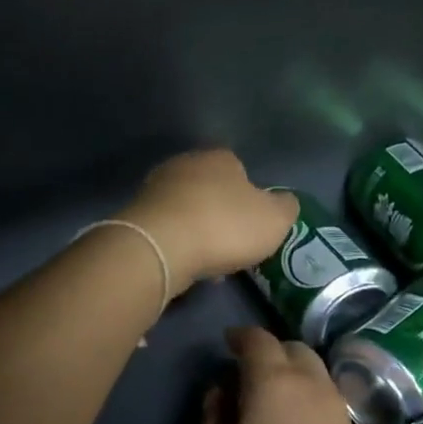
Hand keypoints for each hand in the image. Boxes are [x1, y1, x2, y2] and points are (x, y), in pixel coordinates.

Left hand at [122, 149, 297, 291]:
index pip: (240, 169)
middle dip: (221, 214)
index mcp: (220, 158)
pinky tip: (186, 265)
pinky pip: (167, 229)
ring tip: (210, 262)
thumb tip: (284, 201)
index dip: (250, 198)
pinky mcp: (136, 215)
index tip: (253, 224)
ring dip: (199, 232)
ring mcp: (156, 188)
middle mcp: (186, 164)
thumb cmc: (225, 226)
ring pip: (187, 210)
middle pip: (210, 189)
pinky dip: (178, 244)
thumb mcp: (274, 220)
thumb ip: (285, 207)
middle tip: (232, 244)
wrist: (161, 247)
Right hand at [187, 326, 385, 423]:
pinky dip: (306, 392)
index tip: (226, 344)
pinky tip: (290, 423)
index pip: (258, 340)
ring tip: (267, 401)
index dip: (239, 337)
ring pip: (313, 369)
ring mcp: (337, 406)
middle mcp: (311, 384)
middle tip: (243, 376)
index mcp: (273, 384)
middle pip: (290, 348)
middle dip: (266, 352)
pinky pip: (325, 392)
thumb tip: (221, 398)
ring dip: (289, 372)